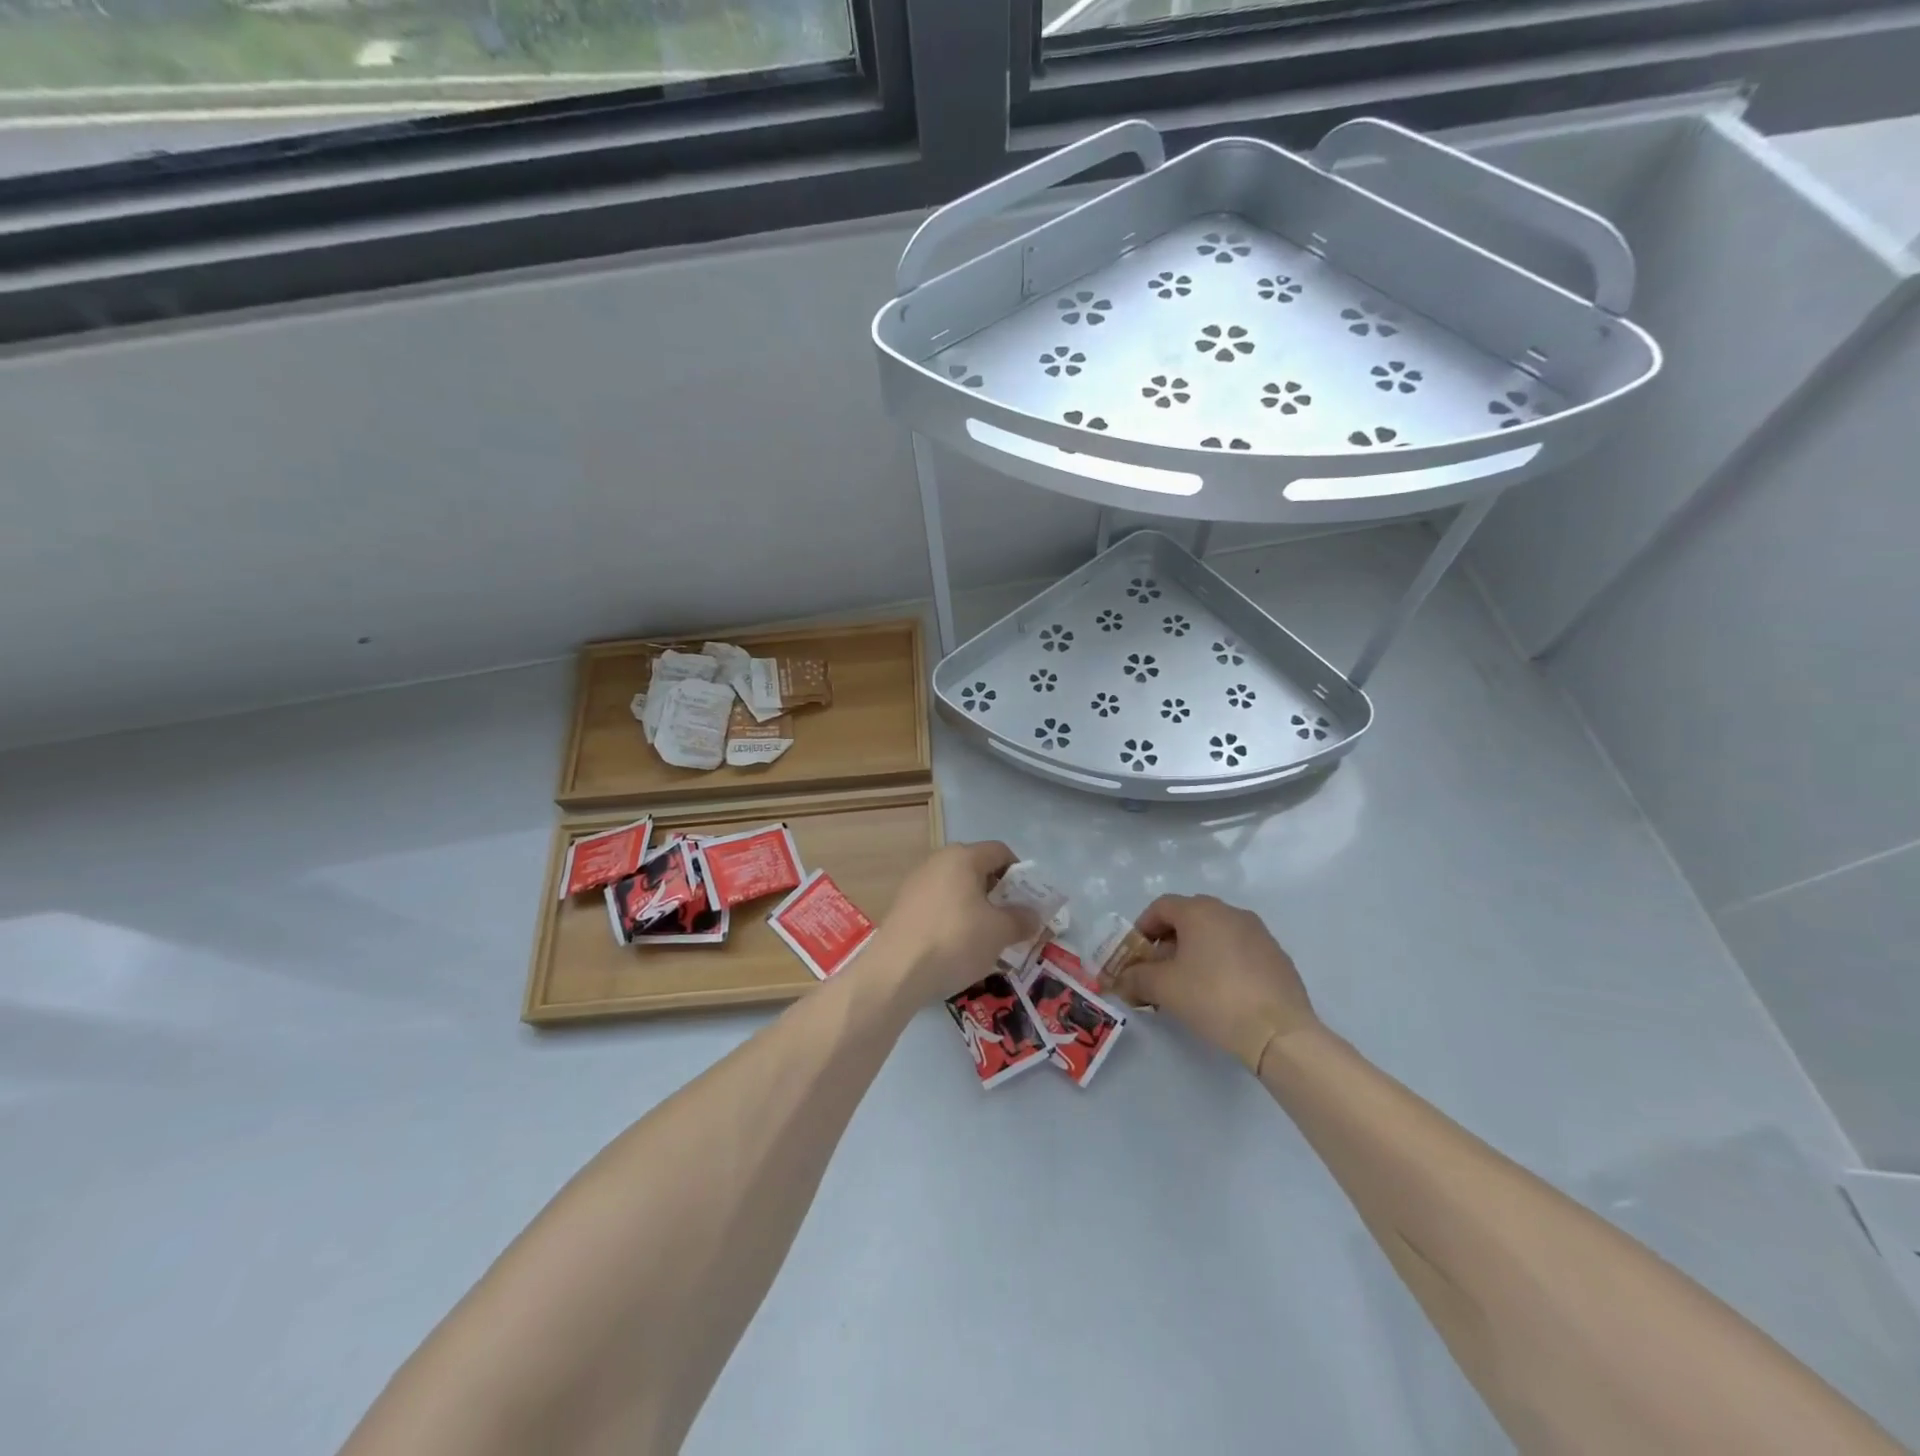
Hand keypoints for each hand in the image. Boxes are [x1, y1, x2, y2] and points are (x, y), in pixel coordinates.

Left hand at [869, 842, 1039, 1004]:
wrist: (896, 971)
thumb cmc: (955, 940)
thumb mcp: (999, 932)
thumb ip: (1022, 919)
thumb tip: (1033, 915)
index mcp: (962, 857)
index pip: (1000, 851)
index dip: (1020, 873)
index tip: (1029, 900)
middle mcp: (937, 861)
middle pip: (977, 869)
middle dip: (998, 893)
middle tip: (1011, 921)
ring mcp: (916, 883)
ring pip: (956, 889)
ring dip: (975, 908)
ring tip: (986, 938)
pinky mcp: (902, 906)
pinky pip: (938, 905)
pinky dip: (953, 919)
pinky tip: (957, 947)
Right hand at [1112, 894, 1319, 1074]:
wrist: (1279, 1032)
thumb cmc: (1212, 998)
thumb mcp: (1163, 988)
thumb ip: (1136, 978)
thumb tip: (1122, 979)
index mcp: (1200, 911)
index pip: (1161, 906)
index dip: (1142, 927)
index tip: (1136, 955)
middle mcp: (1230, 912)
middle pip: (1189, 917)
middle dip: (1169, 941)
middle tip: (1159, 970)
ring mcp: (1258, 932)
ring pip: (1216, 933)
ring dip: (1196, 951)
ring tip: (1190, 984)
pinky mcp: (1277, 956)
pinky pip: (1239, 950)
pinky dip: (1223, 962)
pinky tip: (1222, 993)